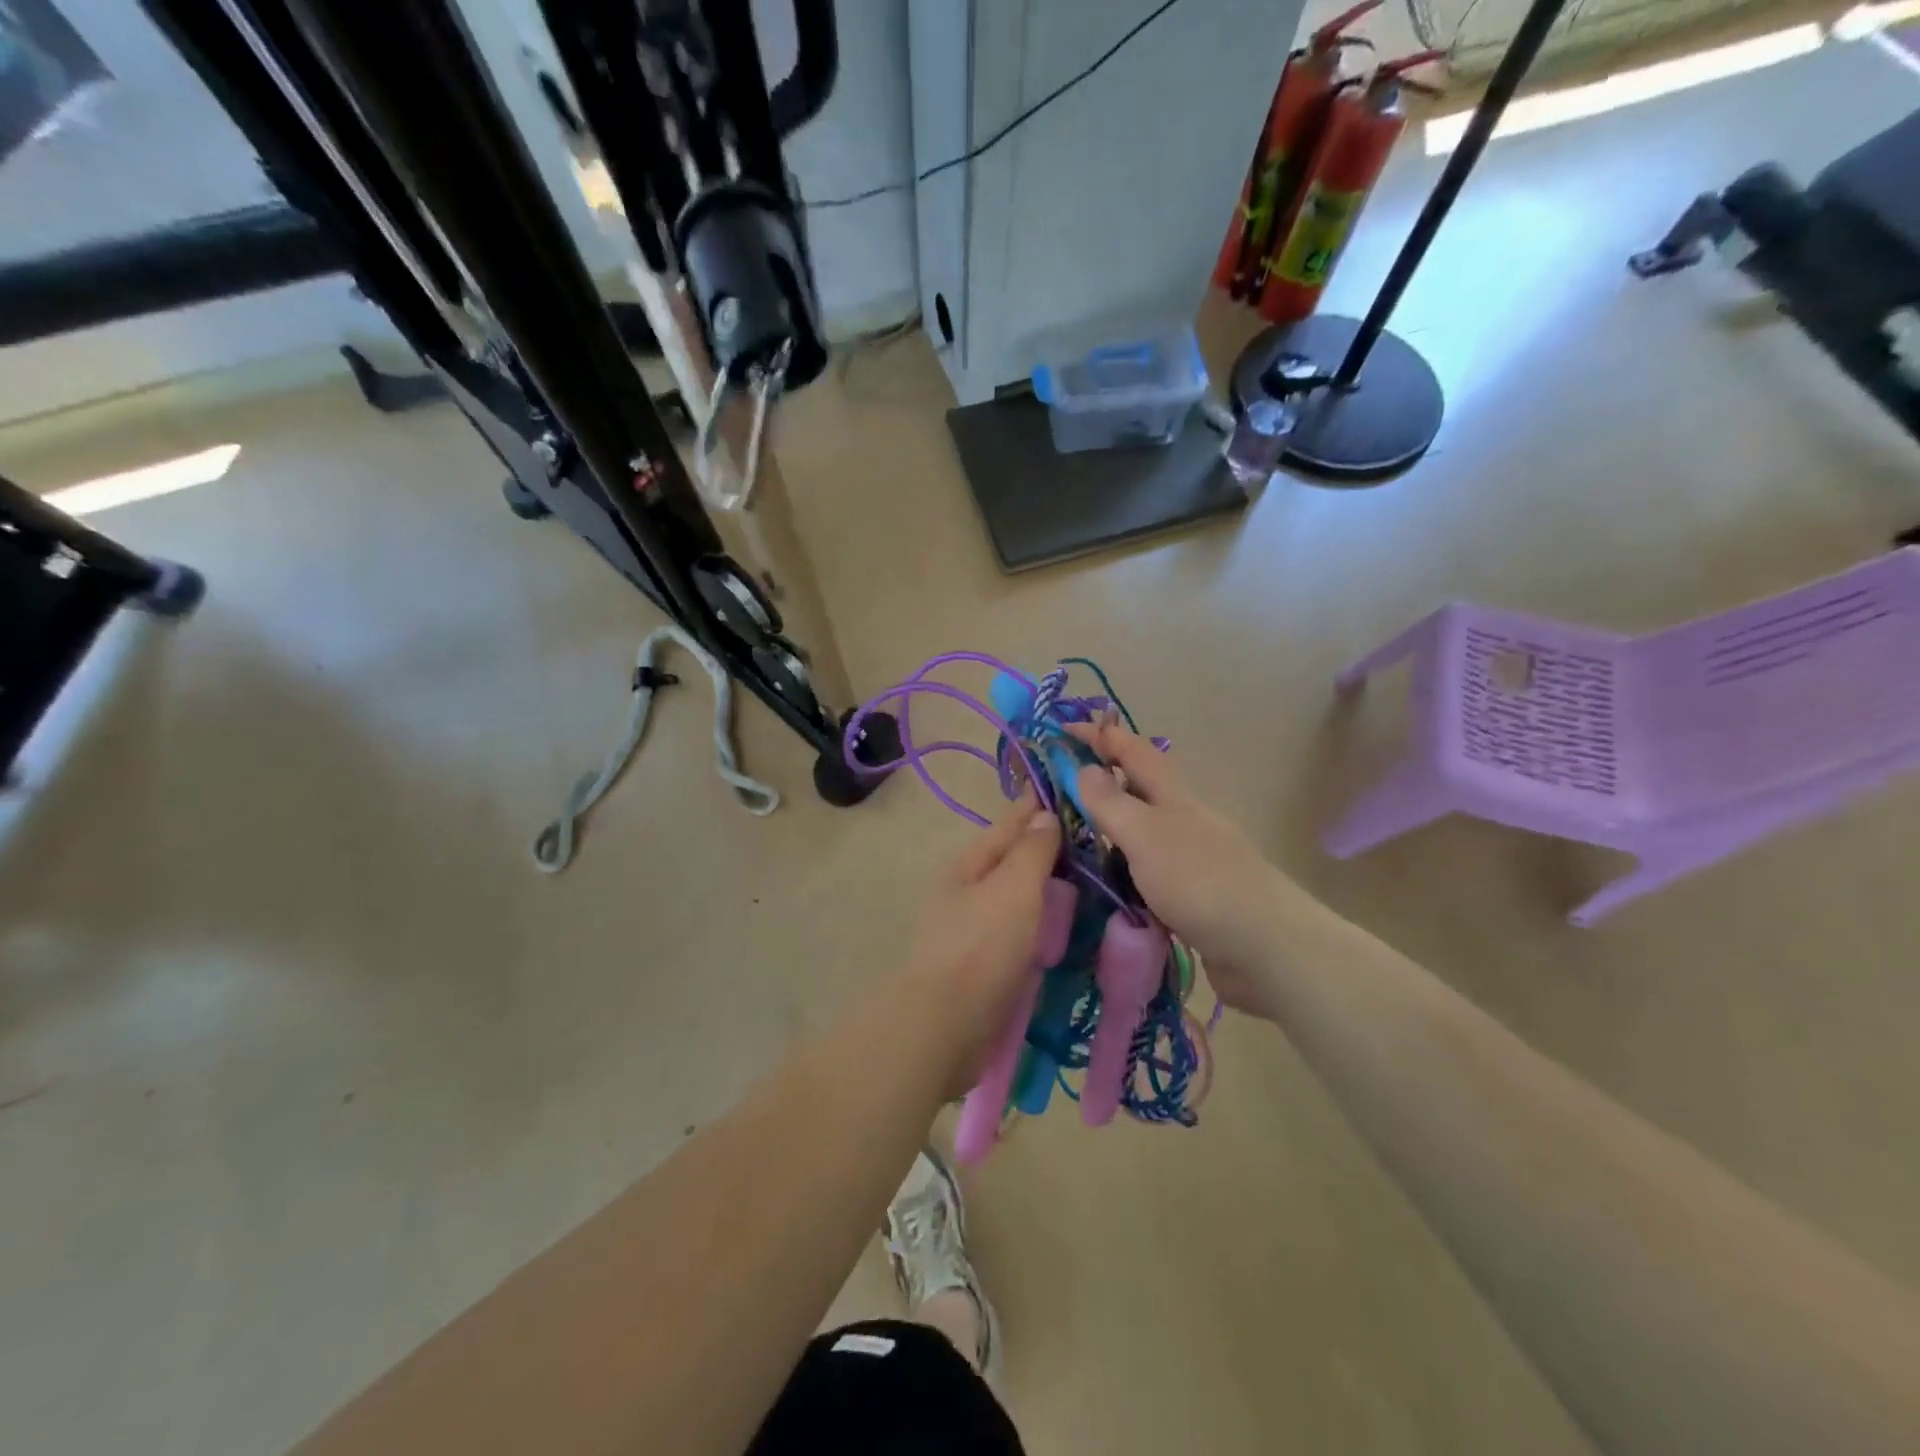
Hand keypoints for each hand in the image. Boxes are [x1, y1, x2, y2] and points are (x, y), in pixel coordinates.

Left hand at [904, 794, 1061, 1089]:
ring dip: (1046, 885)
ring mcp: (973, 926)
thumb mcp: (1013, 889)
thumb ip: (1032, 851)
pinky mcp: (984, 961)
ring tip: (1086, 878)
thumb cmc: (982, 947)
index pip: (1011, 822)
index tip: (1072, 789)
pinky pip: (1020, 928)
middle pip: (1013, 858)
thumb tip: (1043, 814)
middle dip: (1047, 846)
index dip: (1039, 805)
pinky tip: (1064, 926)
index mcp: (970, 863)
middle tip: (1093, 839)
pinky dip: (1041, 920)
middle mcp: (968, 889)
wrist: (944, 1026)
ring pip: (1017, 894)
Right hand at [1067, 721, 1290, 1020]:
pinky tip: (1102, 887)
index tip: (1061, 729)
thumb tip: (1084, 768)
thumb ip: (1111, 803)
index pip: (1132, 750)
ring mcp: (1188, 858)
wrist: (1264, 948)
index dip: (1099, 735)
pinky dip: (1121, 871)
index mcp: (1172, 796)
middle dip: (1099, 782)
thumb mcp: (1146, 835)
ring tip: (1067, 840)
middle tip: (1055, 791)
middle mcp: (1181, 820)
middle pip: (1137, 789)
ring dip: (1107, 830)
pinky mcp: (1190, 895)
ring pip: (1139, 833)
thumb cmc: (1200, 881)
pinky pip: (1144, 872)